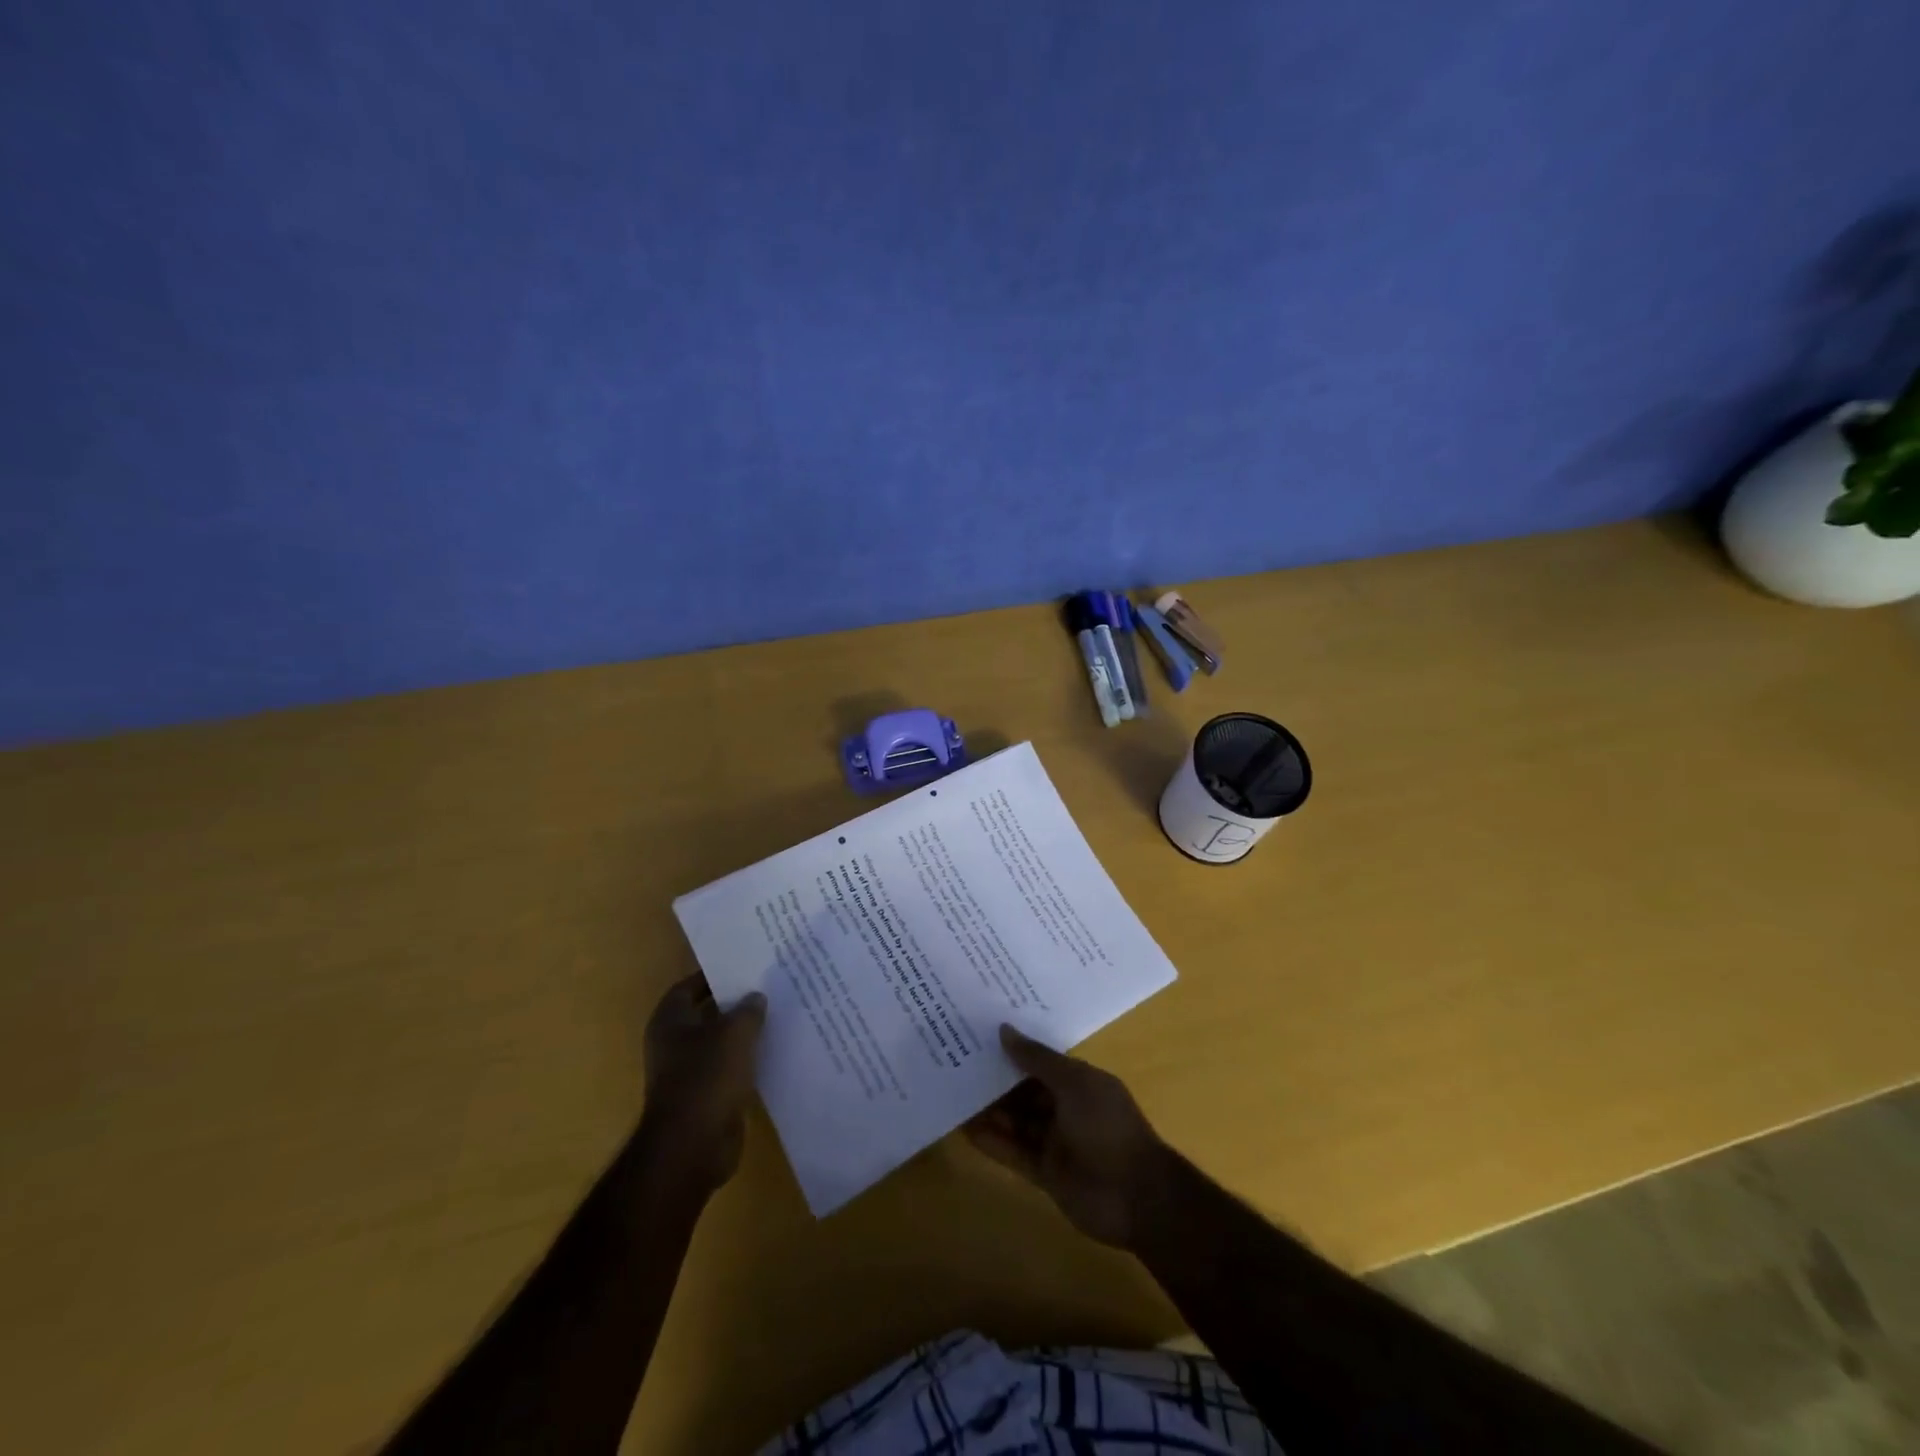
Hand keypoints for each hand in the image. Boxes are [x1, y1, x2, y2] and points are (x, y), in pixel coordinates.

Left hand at [639, 974, 765, 1195]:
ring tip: (775, 1017)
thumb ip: (748, 1010)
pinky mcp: (704, 1098)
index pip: (688, 987)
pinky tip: (771, 1053)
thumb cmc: (707, 1077)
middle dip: (733, 1004)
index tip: (743, 968)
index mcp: (669, 1022)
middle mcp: (673, 1045)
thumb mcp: (735, 1033)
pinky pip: (727, 1070)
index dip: (713, 976)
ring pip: (719, 1044)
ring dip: (742, 1034)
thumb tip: (755, 996)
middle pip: (705, 1014)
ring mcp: (687, 1073)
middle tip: (766, 989)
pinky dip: (745, 1062)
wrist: (693, 1146)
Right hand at [965, 1025, 1173, 1249]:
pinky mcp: (1044, 1172)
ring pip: (1015, 1120)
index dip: (1012, 1047)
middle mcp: (1064, 1107)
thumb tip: (1004, 1029)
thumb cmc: (1107, 1127)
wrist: (1137, 1197)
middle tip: (955, 1059)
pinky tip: (963, 1128)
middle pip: (1023, 1089)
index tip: (978, 1033)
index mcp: (1078, 1080)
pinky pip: (1012, 1152)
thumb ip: (1037, 1058)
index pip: (1039, 1060)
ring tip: (951, 1090)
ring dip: (988, 1109)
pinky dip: (991, 1141)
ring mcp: (1054, 1141)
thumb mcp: (1074, 1083)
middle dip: (995, 1077)